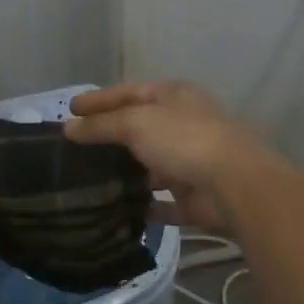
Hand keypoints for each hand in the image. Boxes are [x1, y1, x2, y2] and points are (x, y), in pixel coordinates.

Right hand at [64, 81, 286, 235]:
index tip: (70, 109)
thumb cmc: (183, 139)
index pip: (129, 92)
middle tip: (76, 148)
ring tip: (90, 181)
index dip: (99, 99)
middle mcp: (184, 124)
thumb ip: (101, 125)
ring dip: (126, 173)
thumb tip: (69, 128)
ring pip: (151, 165)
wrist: (235, 185)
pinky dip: (143, 206)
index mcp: (174, 96)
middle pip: (140, 127)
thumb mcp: (136, 122)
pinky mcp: (195, 197)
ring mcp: (191, 161)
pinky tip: (118, 211)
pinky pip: (163, 202)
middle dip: (110, 136)